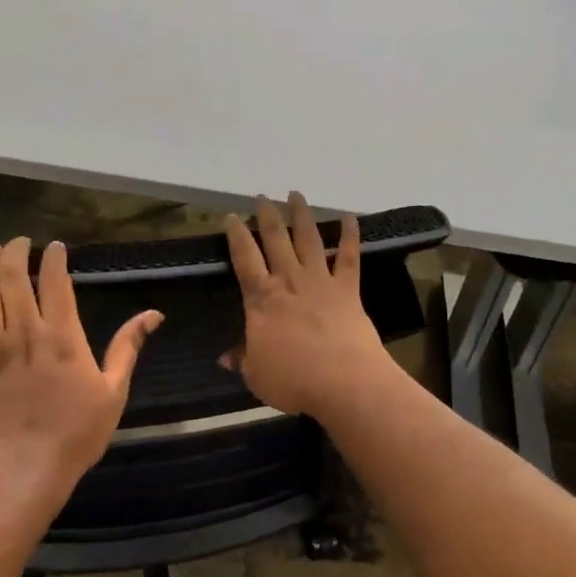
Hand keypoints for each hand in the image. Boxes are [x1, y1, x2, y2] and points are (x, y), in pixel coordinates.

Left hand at [0, 236, 161, 526]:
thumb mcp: (113, 391)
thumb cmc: (77, 433)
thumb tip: (154, 314)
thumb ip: (128, 347)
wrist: (27, 470)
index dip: (54, 258)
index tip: (56, 246)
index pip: (55, 283)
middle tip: (21, 240)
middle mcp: (26, 335)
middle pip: (13, 279)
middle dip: (16, 252)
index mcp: (64, 339)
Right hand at [221, 193, 396, 417]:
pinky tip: (350, 217)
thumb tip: (225, 358)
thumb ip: (242, 360)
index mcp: (262, 298)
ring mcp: (321, 281)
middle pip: (275, 239)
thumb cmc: (293, 380)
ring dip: (302, 215)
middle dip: (267, 216)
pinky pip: (349, 256)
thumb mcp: (256, 374)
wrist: (344, 382)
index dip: (236, 235)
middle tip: (262, 198)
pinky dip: (350, 235)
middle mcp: (289, 280)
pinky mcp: (348, 289)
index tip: (232, 217)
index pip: (244, 258)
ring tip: (296, 194)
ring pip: (309, 239)